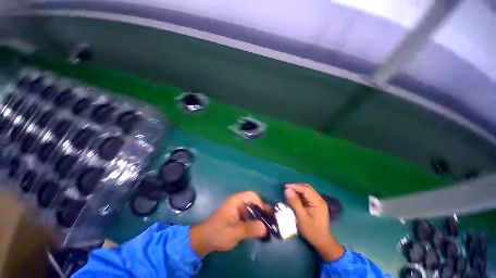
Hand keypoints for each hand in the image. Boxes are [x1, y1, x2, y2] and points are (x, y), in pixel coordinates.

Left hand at [189, 191, 266, 257]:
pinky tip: (260, 230)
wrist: (205, 240)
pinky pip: (250, 216)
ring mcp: (239, 210)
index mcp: (237, 201)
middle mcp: (239, 203)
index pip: (252, 196)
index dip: (260, 203)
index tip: (265, 215)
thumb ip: (249, 229)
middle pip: (254, 202)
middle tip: (271, 222)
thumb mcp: (234, 232)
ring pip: (253, 210)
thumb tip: (266, 227)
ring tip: (268, 227)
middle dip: (263, 211)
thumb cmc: (218, 233)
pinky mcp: (239, 217)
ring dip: (260, 217)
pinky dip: (256, 222)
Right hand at [285, 184, 343, 261]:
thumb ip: (295, 203)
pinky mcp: (316, 205)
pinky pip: (307, 197)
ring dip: (297, 191)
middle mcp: (319, 200)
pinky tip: (294, 198)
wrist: (322, 242)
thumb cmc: (311, 231)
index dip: (295, 186)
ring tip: (289, 193)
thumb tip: (288, 190)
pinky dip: (300, 196)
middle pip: (306, 188)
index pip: (305, 189)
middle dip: (296, 187)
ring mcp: (318, 202)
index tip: (285, 186)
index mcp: (318, 202)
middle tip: (286, 189)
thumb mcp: (301, 217)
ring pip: (306, 192)